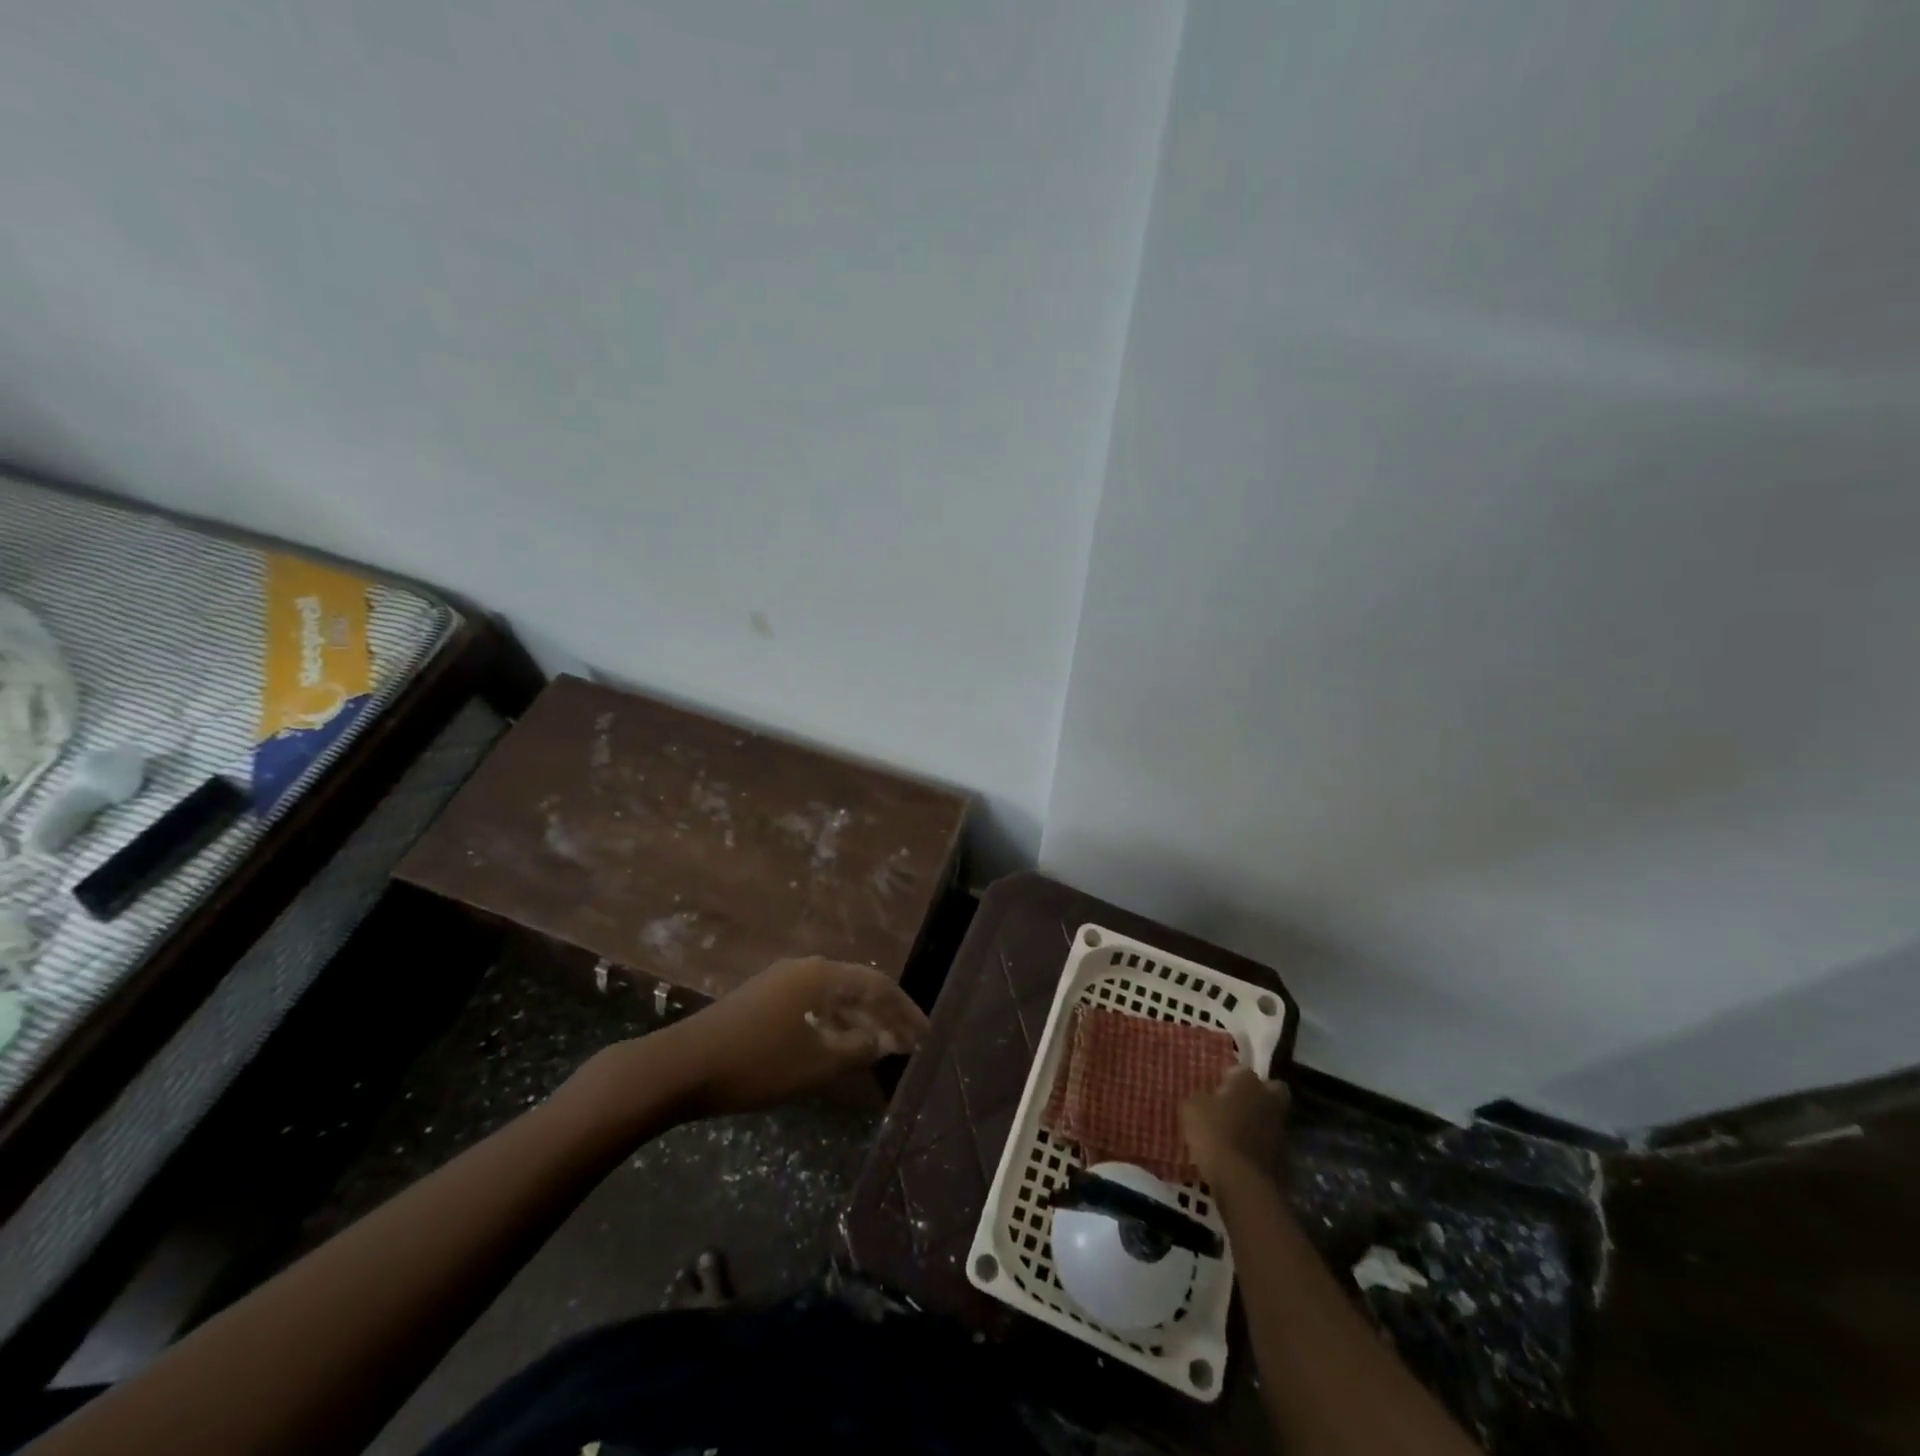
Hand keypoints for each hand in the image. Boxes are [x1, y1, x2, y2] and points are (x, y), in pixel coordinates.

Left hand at [651, 957, 929, 1117]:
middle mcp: (805, 968)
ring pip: (833, 997)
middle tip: (908, 1042)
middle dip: (884, 1015)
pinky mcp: (762, 998)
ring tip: (879, 1047)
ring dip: (858, 1021)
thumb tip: (887, 1039)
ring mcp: (780, 981)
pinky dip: (833, 1024)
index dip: (905, 1010)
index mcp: (822, 975)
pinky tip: (837, 1046)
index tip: (926, 1035)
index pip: (878, 985)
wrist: (682, 1066)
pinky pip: (812, 1004)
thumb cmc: (758, 1063)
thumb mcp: (817, 1062)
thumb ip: (859, 1048)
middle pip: (857, 987)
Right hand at [1182, 1066, 1290, 1183]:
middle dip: (1259, 1094)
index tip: (1217, 1090)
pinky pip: (1271, 1141)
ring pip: (1272, 1116)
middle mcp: (1268, 1098)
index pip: (1240, 1070)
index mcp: (1247, 1080)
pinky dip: (1261, 1144)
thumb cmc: (1213, 1133)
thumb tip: (1206, 1099)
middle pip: (1272, 1089)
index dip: (1229, 1079)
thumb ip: (1201, 1098)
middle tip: (1239, 1104)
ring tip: (1238, 1132)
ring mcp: (1280, 1127)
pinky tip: (1244, 1152)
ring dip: (1260, 1120)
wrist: (1241, 1180)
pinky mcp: (1285, 1154)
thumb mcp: (1191, 1109)